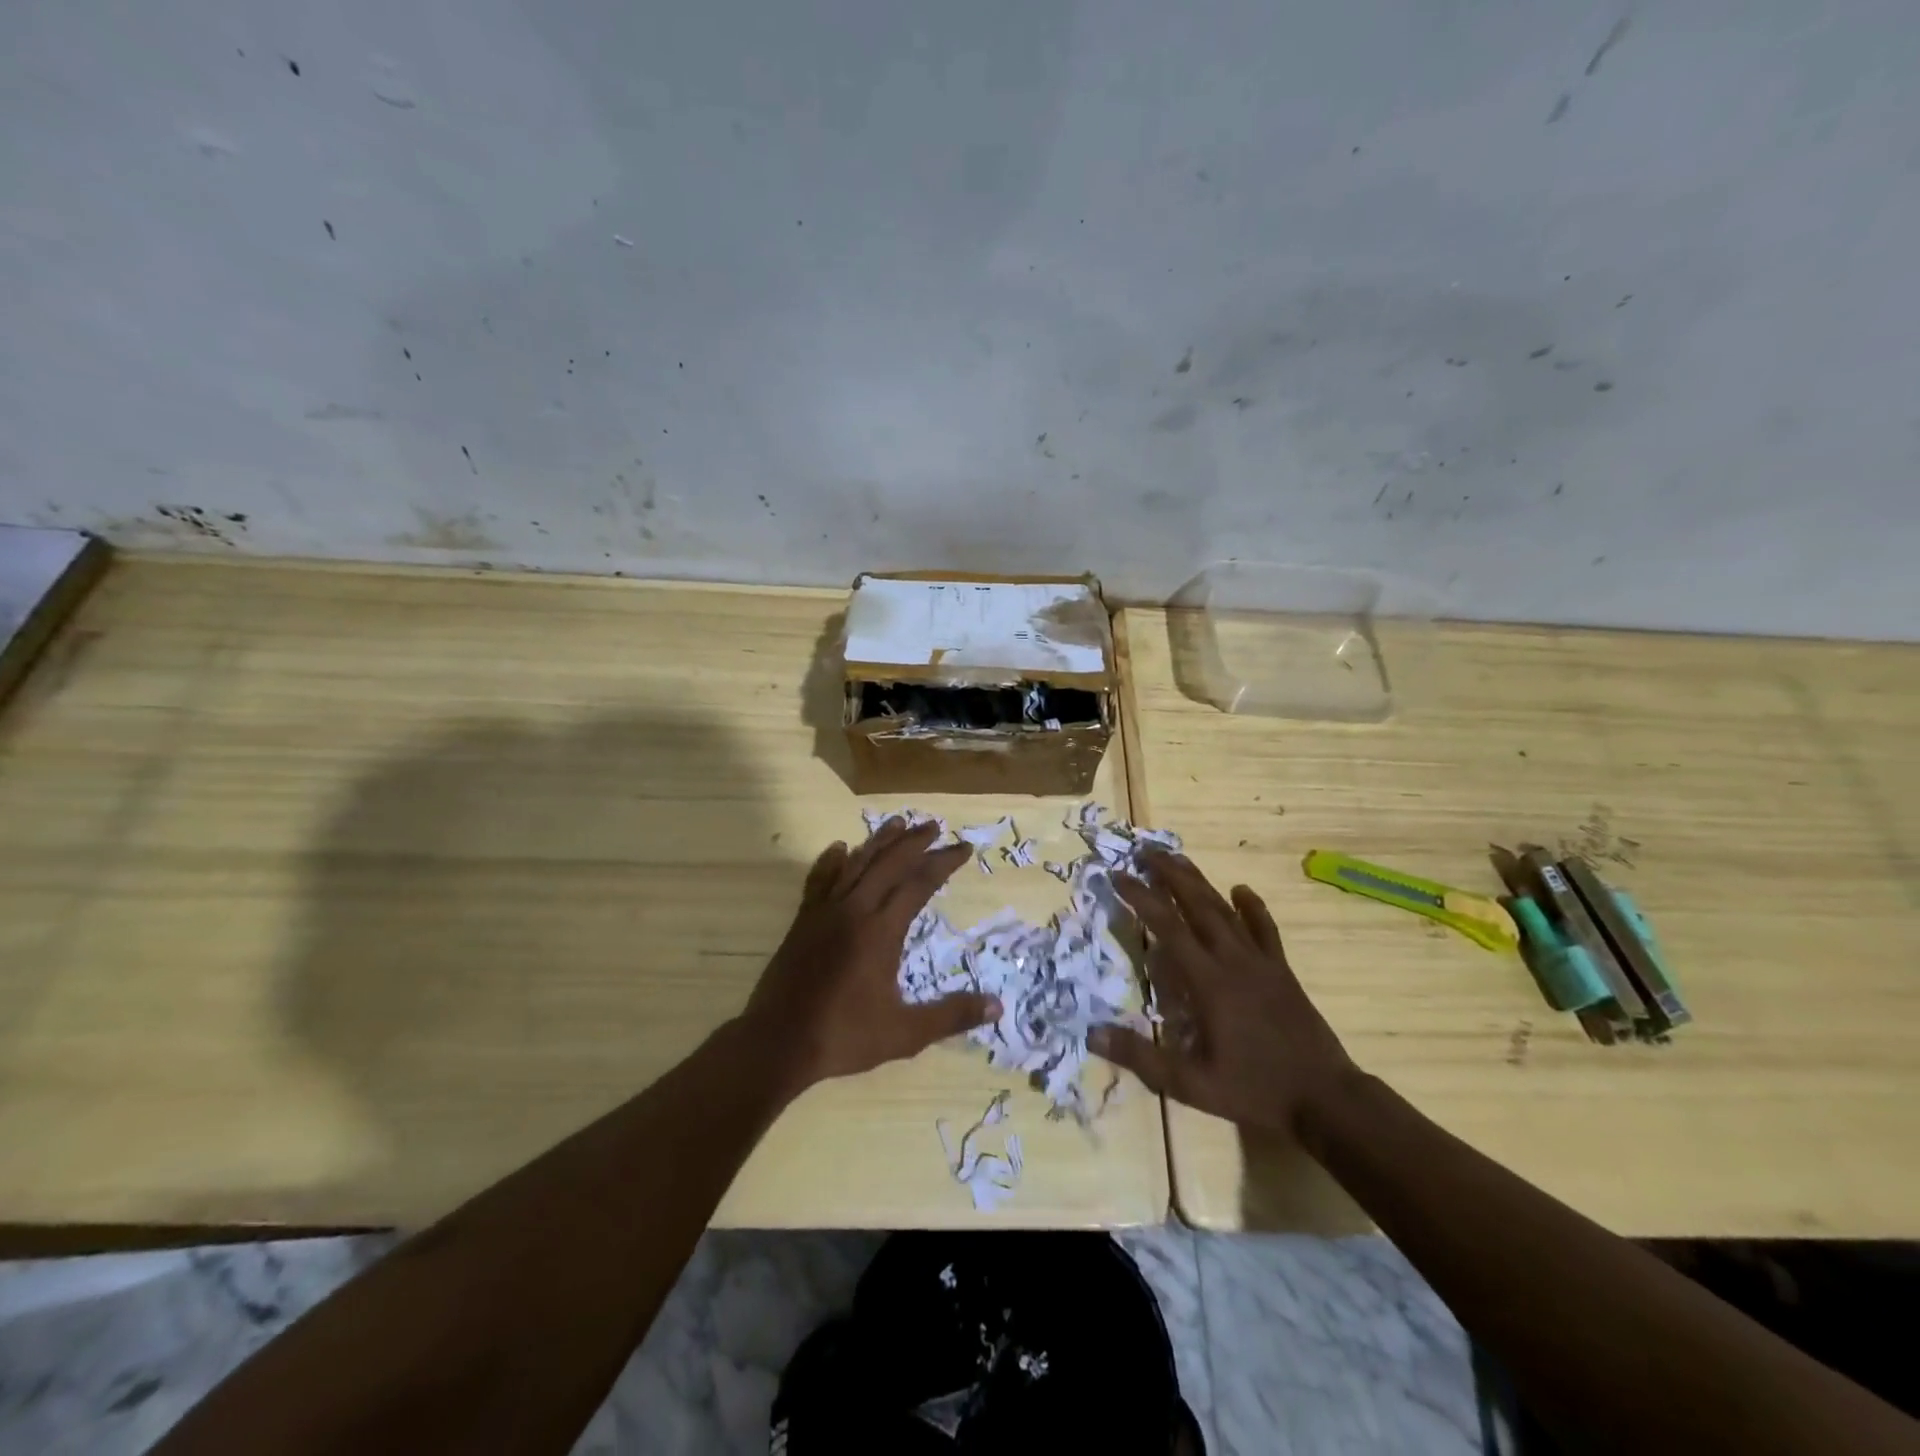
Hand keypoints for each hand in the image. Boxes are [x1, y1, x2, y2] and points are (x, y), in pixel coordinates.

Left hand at [742, 817, 998, 1089]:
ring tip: (897, 822)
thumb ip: (951, 1015)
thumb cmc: (844, 1036)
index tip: (963, 848)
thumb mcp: (905, 1034)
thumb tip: (997, 1006)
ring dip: (879, 841)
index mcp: (881, 931)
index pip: (919, 884)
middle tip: (935, 826)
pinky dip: (831, 861)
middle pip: (889, 863)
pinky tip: (838, 848)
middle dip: (914, 842)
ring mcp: (824, 912)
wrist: (777, 1042)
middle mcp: (855, 910)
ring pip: (856, 863)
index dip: (943, 863)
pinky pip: (819, 879)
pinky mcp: (803, 920)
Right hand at [1089, 852, 1356, 1136]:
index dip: (1142, 898)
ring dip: (1200, 883)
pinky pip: (1265, 930)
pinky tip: (1242, 890)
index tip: (1119, 875)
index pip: (1168, 928)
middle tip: (1146, 850)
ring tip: (1178, 859)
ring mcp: (1261, 963)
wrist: (1326, 1099)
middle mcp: (1233, 961)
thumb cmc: (1254, 1090)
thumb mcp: (1191, 1084)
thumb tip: (1093, 1033)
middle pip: (1197, 906)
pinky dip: (1252, 908)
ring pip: (1226, 911)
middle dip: (1170, 875)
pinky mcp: (1282, 971)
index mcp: (1209, 983)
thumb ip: (1142, 1057)